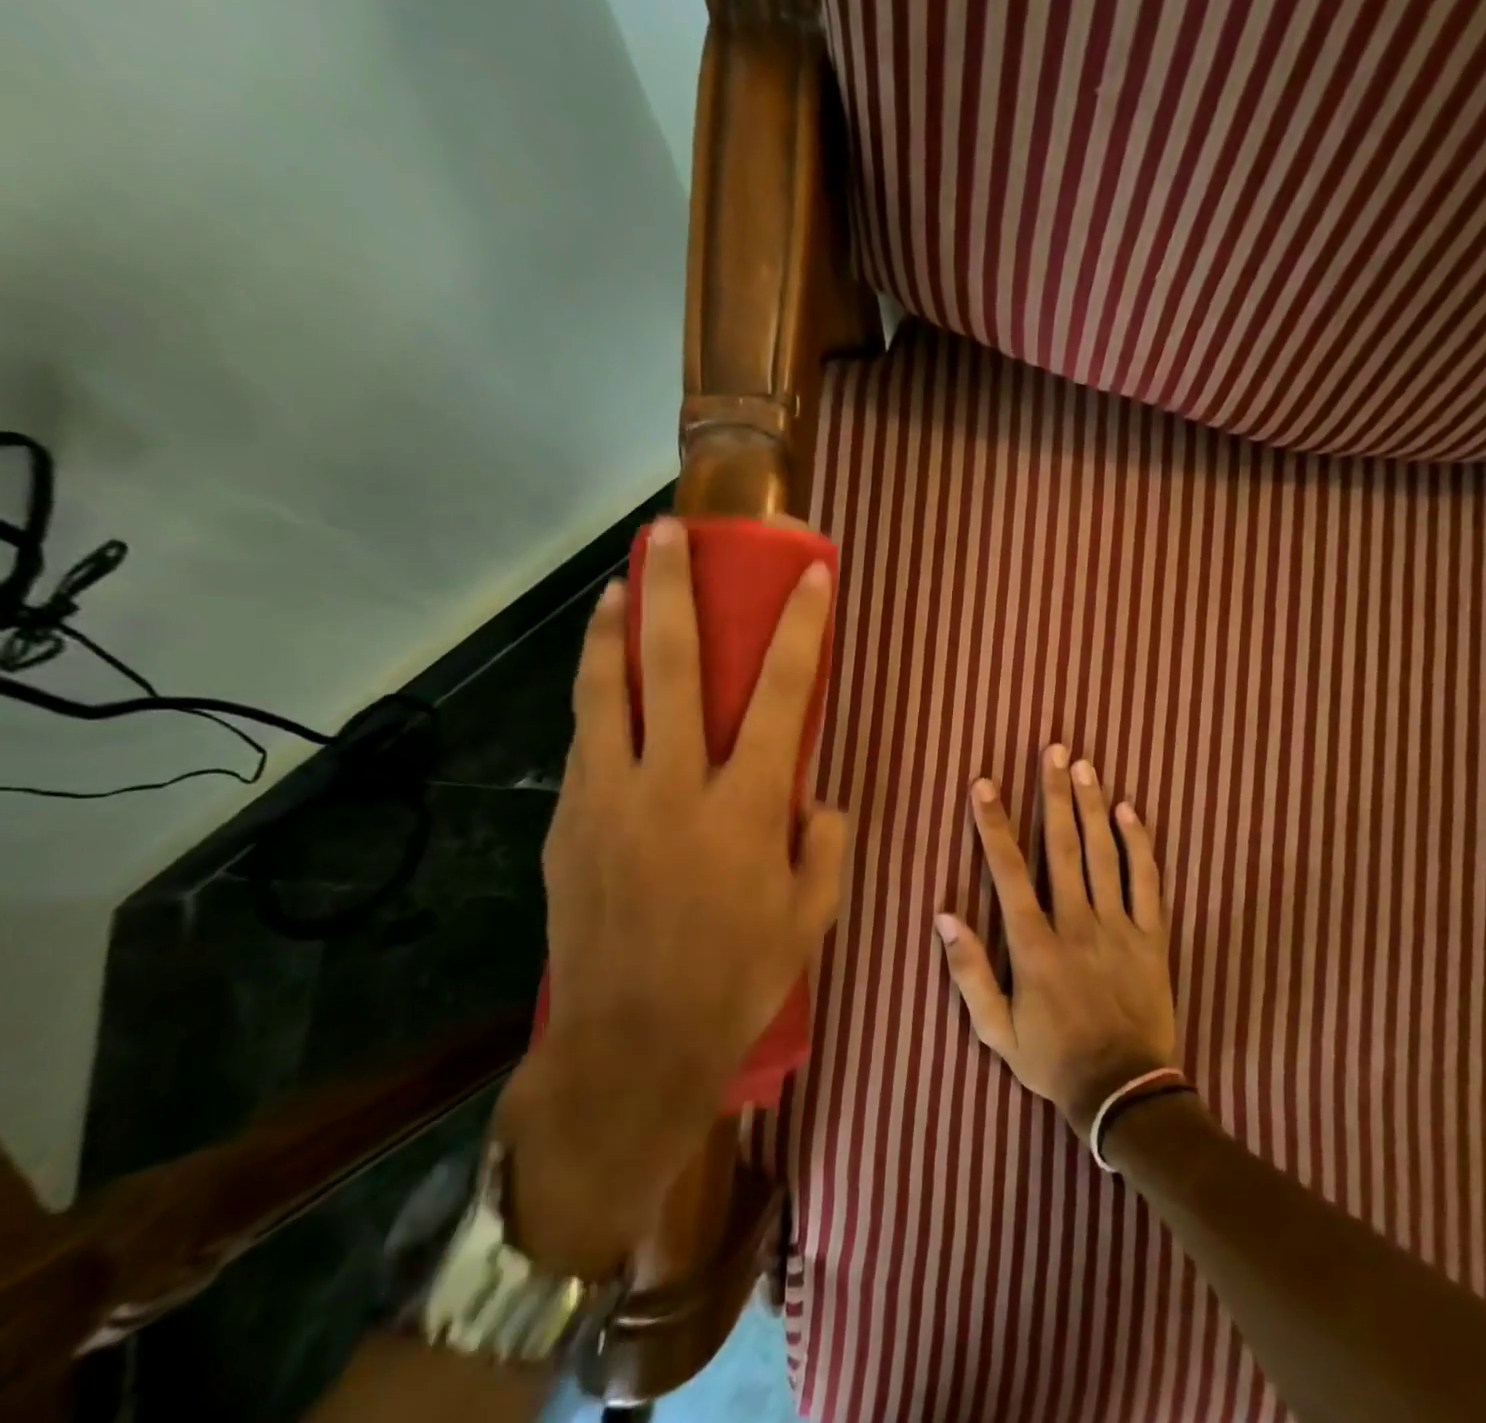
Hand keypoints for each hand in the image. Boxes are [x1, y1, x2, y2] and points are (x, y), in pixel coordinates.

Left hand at [497, 517, 847, 1272]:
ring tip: (619, 586)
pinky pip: (585, 740)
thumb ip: (824, 844)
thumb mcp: (811, 916)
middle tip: (668, 534)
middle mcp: (674, 785)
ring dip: (613, 628)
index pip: (785, 694)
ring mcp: (610, 798)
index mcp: (746, 806)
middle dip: (673, 589)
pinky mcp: (569, 821)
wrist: (630, 1045)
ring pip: (605, 689)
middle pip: (673, 665)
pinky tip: (603, 681)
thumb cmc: (736, 979)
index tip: (814, 576)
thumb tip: (816, 799)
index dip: (803, 628)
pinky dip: (595, 695)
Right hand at [937, 745, 1177, 1137]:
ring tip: (1083, 765)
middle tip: (1052, 750)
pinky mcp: (1152, 936)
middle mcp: (1076, 924)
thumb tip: (944, 916)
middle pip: (1062, 847)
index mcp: (1034, 945)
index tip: (985, 784)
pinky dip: (1139, 844)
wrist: (1124, 1092)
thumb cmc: (1053, 1059)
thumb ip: (969, 972)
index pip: (1008, 871)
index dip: (993, 824)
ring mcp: (1119, 927)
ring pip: (1104, 854)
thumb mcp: (996, 1030)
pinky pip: (1147, 881)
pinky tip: (1130, 811)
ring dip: (1092, 806)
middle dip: (1053, 795)